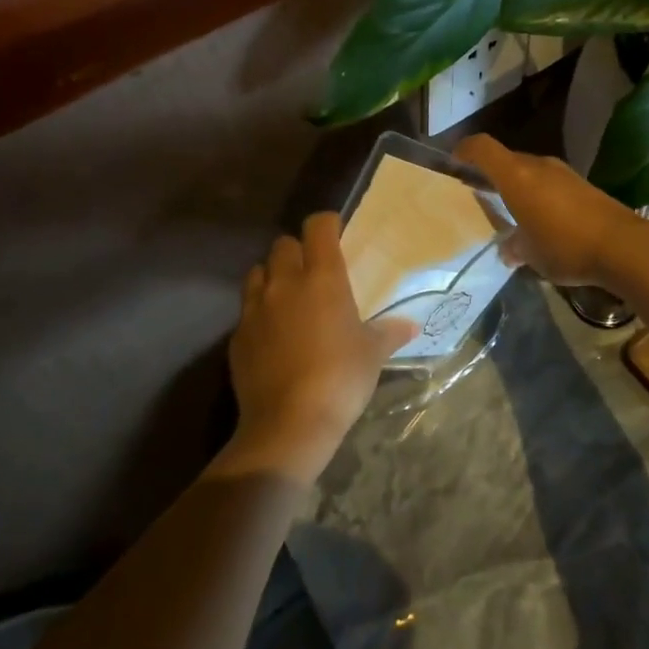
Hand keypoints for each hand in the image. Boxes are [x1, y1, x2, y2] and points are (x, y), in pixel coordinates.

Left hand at [216, 213, 412, 483]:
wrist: (289, 424)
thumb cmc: (341, 378)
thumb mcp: (373, 354)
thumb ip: (389, 333)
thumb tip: (411, 327)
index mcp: (322, 278)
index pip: (318, 227)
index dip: (327, 224)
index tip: (337, 233)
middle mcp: (285, 283)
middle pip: (283, 244)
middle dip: (297, 250)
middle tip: (314, 270)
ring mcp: (255, 308)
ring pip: (258, 272)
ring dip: (273, 276)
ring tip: (288, 296)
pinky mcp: (237, 336)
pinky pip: (247, 309)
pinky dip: (259, 311)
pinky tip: (273, 333)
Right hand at [455, 135, 646, 290]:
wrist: (623, 245)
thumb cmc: (566, 247)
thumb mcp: (531, 254)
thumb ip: (515, 247)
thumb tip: (509, 249)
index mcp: (516, 176)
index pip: (482, 147)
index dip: (464, 151)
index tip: (453, 163)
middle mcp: (538, 166)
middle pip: (505, 159)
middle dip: (489, 174)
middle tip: (476, 193)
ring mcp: (562, 173)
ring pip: (528, 171)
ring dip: (515, 185)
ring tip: (508, 209)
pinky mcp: (581, 184)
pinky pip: (548, 182)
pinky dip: (536, 193)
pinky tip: (540, 219)